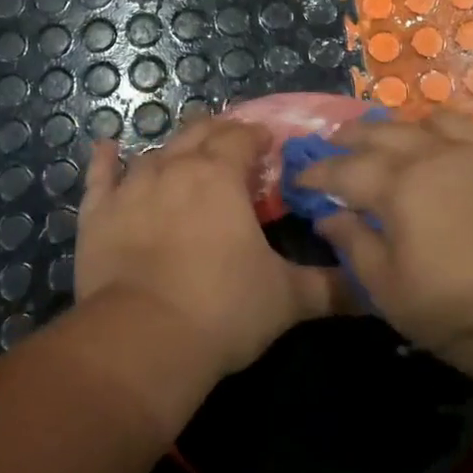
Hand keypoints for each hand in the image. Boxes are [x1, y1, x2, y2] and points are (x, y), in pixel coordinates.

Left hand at [76, 117, 339, 377]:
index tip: (268, 147)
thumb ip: (332, 288)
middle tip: (232, 146)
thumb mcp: (287, 299)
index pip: (243, 137)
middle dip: (219, 133)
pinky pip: (100, 176)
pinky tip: (106, 145)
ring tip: (186, 151)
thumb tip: (374, 289)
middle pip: (199, 133)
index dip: (257, 137)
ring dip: (174, 148)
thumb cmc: (222, 309)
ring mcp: (132, 187)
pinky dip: (105, 159)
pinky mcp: (98, 213)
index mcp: (221, 176)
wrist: (142, 340)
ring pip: (156, 151)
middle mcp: (176, 167)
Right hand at [297, 110, 472, 388]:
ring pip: (416, 121)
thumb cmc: (459, 309)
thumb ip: (353, 244)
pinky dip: (433, 125)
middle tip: (331, 146)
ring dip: (389, 127)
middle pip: (376, 134)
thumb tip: (327, 213)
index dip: (316, 172)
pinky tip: (431, 138)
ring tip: (379, 138)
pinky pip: (458, 125)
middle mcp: (426, 157)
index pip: (342, 169)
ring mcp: (466, 153)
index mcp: (395, 188)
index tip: (298, 177)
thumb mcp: (390, 290)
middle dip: (347, 139)